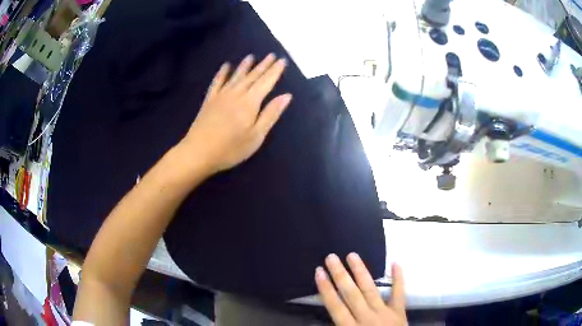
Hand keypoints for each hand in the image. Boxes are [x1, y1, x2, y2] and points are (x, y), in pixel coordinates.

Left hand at [180, 53, 291, 174]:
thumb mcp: (256, 136)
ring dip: (245, 66)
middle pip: (252, 76)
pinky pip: (217, 82)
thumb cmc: (231, 148)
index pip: (266, 82)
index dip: (275, 71)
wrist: (198, 152)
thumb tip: (287, 96)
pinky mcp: (209, 100)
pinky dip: (222, 73)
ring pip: (236, 76)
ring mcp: (221, 96)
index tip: (282, 60)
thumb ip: (271, 114)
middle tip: (271, 55)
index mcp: (250, 103)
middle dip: (263, 65)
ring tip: (251, 56)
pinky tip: (226, 66)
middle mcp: (236, 94)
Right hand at [316, 253, 406, 325]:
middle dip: (340, 275)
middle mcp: (367, 318)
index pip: (335, 306)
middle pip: (351, 294)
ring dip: (361, 272)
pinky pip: (399, 293)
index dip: (326, 289)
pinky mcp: (399, 312)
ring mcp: (385, 313)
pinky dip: (399, 279)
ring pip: (371, 290)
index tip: (319, 272)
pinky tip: (396, 263)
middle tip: (331, 257)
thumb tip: (330, 313)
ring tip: (352, 255)